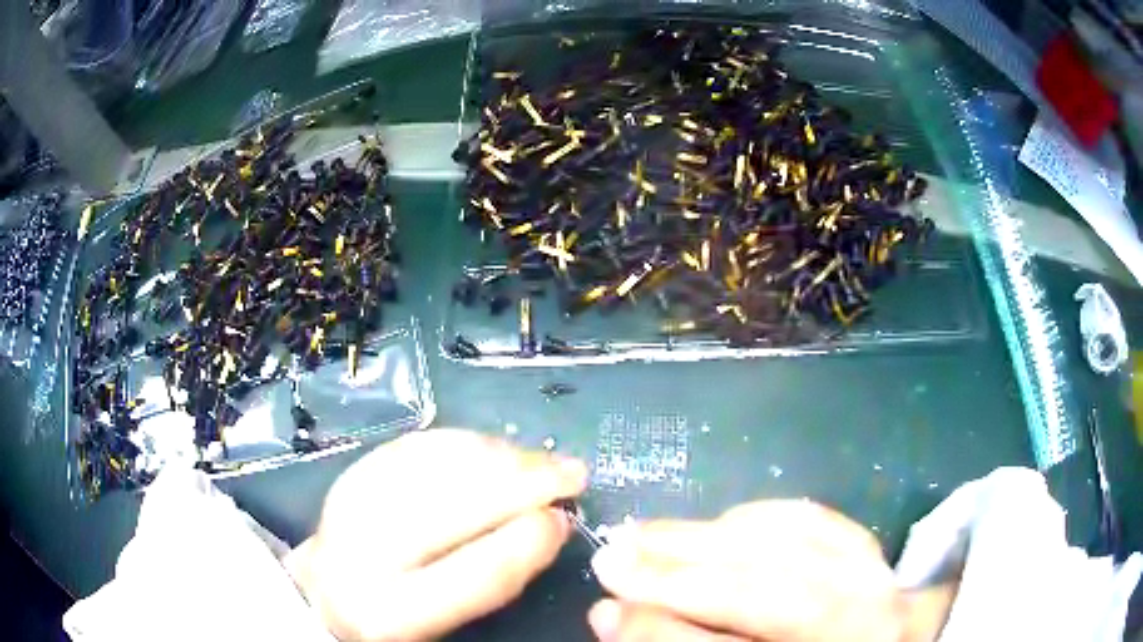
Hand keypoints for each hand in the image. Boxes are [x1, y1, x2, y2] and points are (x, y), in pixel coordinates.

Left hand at [285, 429, 587, 640]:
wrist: (324, 591)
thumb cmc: (395, 617)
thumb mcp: (443, 620)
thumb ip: (494, 581)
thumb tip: (549, 523)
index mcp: (390, 612)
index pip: (473, 575)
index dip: (528, 542)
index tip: (565, 518)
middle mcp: (363, 554)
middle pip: (454, 505)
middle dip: (524, 481)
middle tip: (572, 472)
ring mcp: (351, 503)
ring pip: (438, 464)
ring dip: (503, 455)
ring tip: (542, 460)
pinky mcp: (353, 471)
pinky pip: (419, 445)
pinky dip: (468, 441)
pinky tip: (498, 448)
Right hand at [587, 501, 955, 641]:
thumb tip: (610, 614)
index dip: (662, 629)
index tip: (606, 607)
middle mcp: (860, 620)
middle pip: (766, 591)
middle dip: (677, 573)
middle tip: (611, 556)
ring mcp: (874, 576)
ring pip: (789, 546)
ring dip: (706, 537)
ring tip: (644, 535)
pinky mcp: (871, 544)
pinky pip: (812, 518)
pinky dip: (756, 516)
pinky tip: (717, 523)